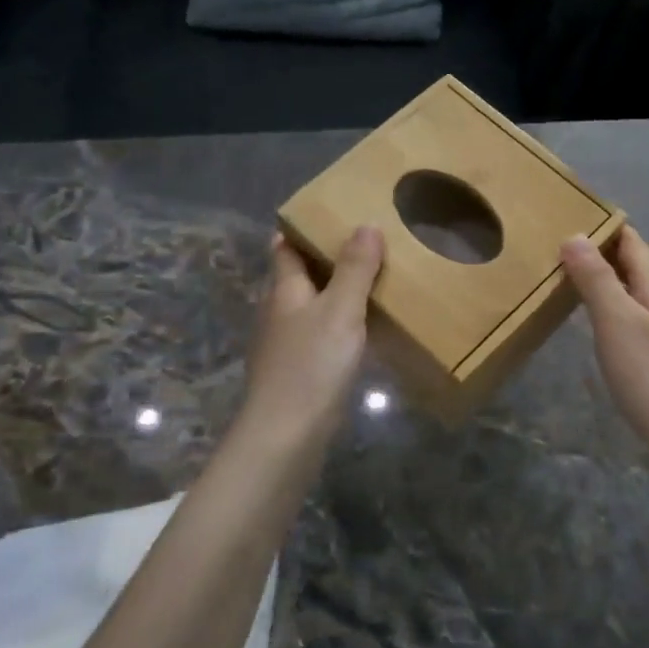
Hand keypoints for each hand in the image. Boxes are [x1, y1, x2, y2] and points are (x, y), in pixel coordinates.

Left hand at [239, 226, 383, 451]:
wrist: (287, 432)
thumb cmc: (313, 363)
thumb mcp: (341, 310)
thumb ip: (355, 268)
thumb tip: (366, 225)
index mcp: (283, 289)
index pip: (285, 247)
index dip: (302, 228)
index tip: (330, 215)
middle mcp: (277, 311)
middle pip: (297, 275)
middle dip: (324, 259)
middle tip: (364, 244)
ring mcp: (283, 343)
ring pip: (308, 306)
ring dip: (333, 293)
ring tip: (370, 282)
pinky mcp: (295, 370)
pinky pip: (317, 334)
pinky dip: (336, 324)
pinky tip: (360, 331)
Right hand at [560, 226, 648, 475]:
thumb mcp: (617, 323)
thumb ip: (597, 279)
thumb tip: (575, 235)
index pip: (629, 240)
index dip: (601, 226)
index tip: (565, 215)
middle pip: (632, 265)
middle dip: (598, 253)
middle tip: (553, 249)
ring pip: (634, 294)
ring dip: (604, 284)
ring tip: (566, 283)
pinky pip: (636, 321)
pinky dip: (612, 313)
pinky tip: (597, 328)